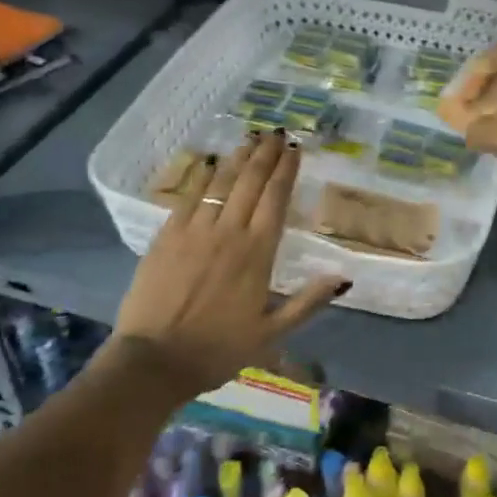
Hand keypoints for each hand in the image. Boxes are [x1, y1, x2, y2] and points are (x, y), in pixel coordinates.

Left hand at [112, 133, 345, 395]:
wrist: (153, 362)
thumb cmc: (217, 350)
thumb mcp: (271, 334)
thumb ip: (307, 302)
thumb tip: (344, 277)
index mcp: (257, 253)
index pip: (276, 199)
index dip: (286, 170)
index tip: (295, 149)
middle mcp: (228, 232)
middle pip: (250, 182)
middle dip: (266, 155)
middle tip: (276, 134)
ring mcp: (194, 230)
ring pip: (221, 182)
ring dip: (239, 159)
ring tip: (251, 140)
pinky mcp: (166, 236)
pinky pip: (189, 196)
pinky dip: (204, 176)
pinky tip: (212, 164)